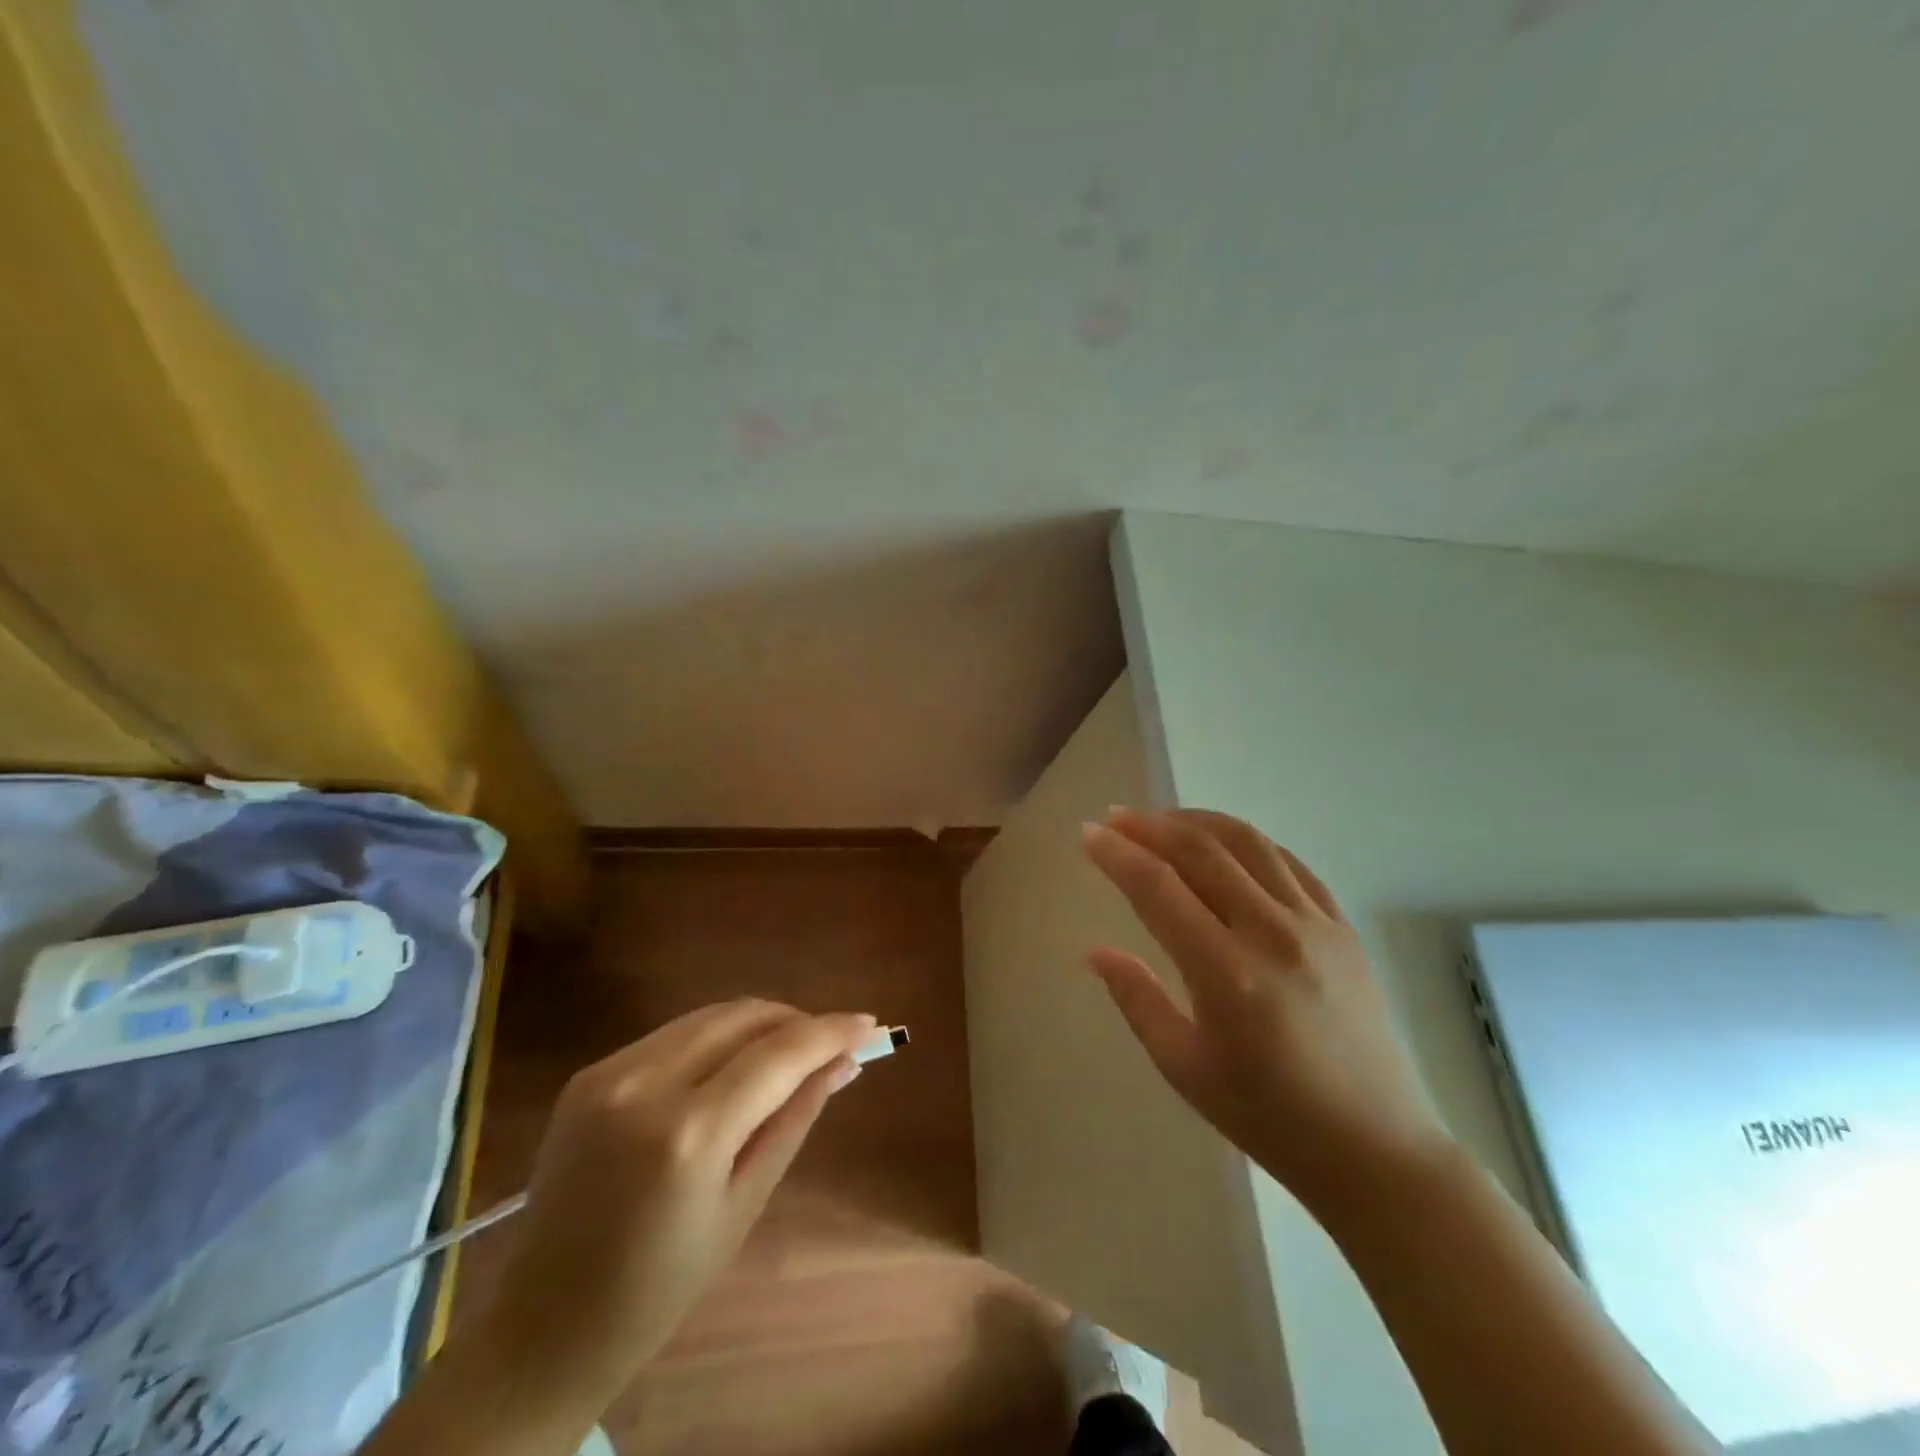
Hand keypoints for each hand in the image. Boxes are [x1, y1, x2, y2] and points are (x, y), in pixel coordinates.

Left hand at [477, 999, 874, 1400]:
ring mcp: (609, 1073)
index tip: (869, 1024)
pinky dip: (715, 1037)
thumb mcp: (744, 1203)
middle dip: (796, 1020)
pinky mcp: (590, 1073)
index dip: (830, 1031)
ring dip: (758, 1023)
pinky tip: (731, 1066)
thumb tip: (844, 1063)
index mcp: (689, 1134)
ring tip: (788, 1051)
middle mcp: (645, 1085)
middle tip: (830, 1042)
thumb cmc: (661, 1285)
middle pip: (744, 1017)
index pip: (779, 1054)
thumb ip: (795, 1119)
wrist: (546, 1323)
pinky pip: (673, 1034)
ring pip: (710, 1016)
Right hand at [1082, 807, 1450, 1217]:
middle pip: (1201, 851)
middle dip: (1149, 825)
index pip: (1159, 889)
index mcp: (1227, 975)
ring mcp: (1316, 925)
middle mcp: (1272, 935)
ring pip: (1247, 843)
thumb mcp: (1184, 1068)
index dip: (1117, 855)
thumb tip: (1094, 950)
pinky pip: (1289, 862)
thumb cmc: (1268, 1117)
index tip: (1088, 835)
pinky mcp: (1342, 927)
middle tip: (1115, 818)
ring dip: (1196, 820)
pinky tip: (1223, 843)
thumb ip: (1136, 999)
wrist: (1376, 1149)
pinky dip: (1247, 841)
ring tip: (1161, 819)